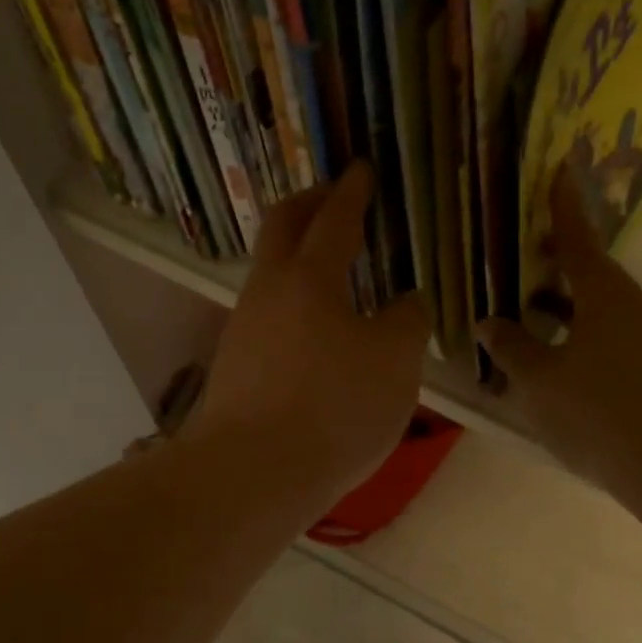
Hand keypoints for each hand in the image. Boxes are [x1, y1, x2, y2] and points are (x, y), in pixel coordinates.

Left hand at [190, 164, 430, 508]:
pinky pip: (268, 314)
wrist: (252, 473)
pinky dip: (293, 302)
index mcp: (309, 277)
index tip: (361, 169)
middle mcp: (267, 291)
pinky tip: (314, 328)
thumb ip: (406, 322)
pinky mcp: (234, 366)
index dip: (351, 191)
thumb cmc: (333, 408)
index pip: (333, 218)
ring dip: (299, 258)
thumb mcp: (395, 363)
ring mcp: (243, 328)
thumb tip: (404, 303)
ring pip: (270, 274)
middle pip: (282, 228)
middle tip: (334, 197)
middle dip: (309, 204)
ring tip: (333, 268)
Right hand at [478, 173, 641, 518]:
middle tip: (525, 272)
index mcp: (609, 297)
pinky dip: (591, 342)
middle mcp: (641, 308)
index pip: (580, 242)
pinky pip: (622, 343)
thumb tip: (492, 322)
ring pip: (608, 314)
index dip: (564, 208)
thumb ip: (512, 347)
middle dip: (559, 274)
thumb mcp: (538, 380)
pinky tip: (569, 372)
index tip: (560, 170)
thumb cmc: (596, 413)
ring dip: (573, 314)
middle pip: (595, 279)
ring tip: (536, 328)